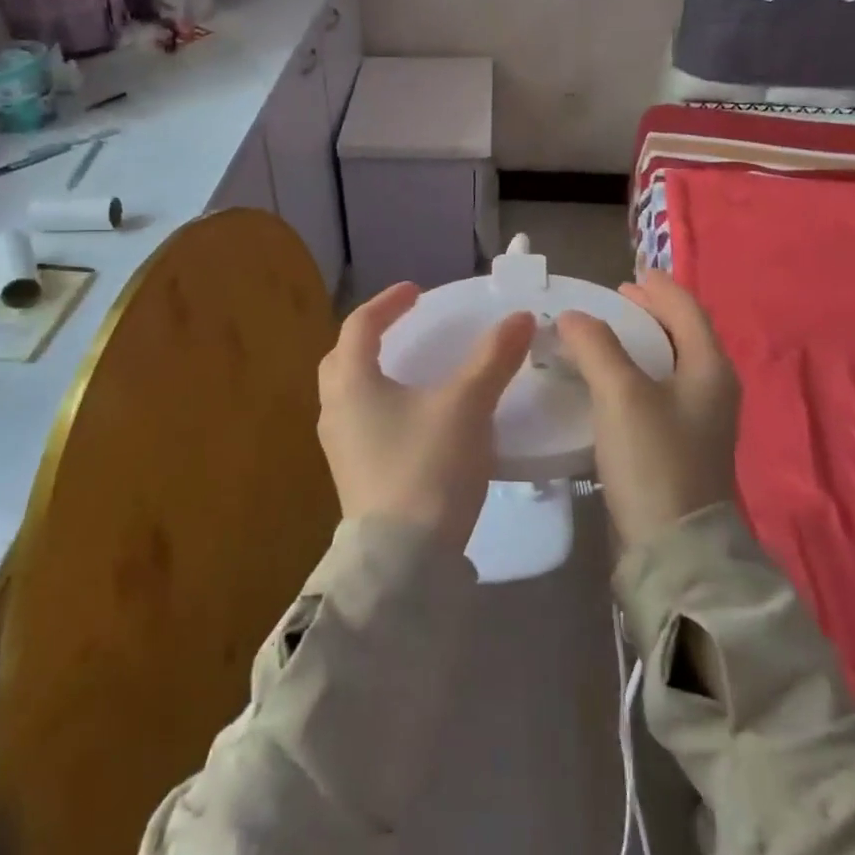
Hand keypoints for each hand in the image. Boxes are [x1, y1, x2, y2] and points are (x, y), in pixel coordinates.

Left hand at [317, 282, 536, 552]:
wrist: (403, 563)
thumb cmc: (428, 467)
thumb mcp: (467, 406)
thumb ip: (492, 358)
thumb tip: (519, 318)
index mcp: (351, 381)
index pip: (360, 324)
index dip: (389, 302)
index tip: (417, 292)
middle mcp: (334, 409)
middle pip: (344, 357)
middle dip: (372, 336)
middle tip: (406, 328)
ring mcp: (338, 446)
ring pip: (349, 393)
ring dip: (374, 373)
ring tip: (411, 371)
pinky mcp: (351, 476)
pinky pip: (360, 422)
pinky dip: (380, 405)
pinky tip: (413, 420)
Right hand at [557, 271, 740, 550]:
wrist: (673, 547)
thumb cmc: (654, 459)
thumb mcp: (621, 394)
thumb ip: (597, 346)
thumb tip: (574, 317)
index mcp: (710, 368)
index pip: (687, 310)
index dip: (659, 288)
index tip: (630, 274)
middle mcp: (712, 389)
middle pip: (682, 334)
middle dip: (649, 313)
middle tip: (613, 301)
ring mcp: (698, 420)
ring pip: (668, 364)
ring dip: (638, 344)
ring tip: (602, 336)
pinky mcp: (679, 445)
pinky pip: (657, 392)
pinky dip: (634, 374)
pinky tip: (605, 381)